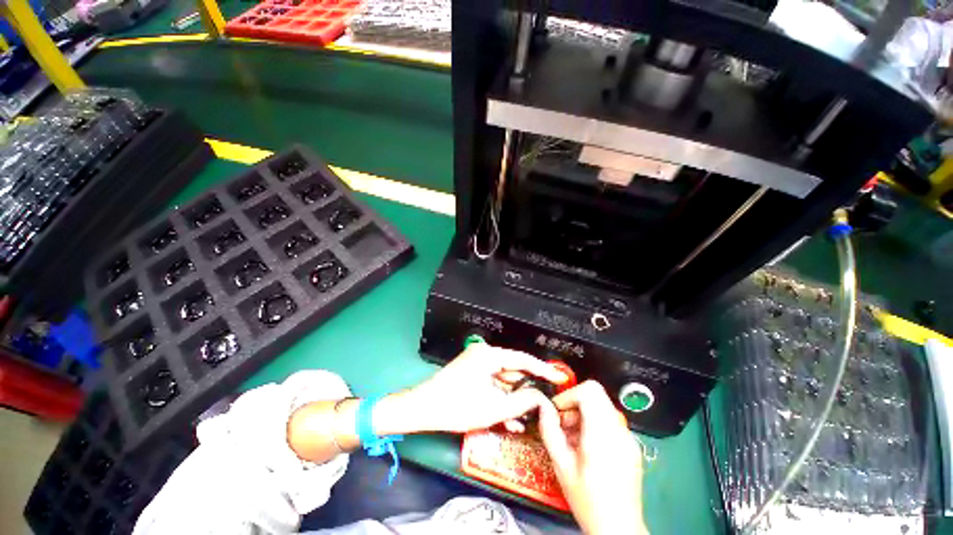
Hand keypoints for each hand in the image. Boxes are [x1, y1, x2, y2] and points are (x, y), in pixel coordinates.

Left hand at [390, 343, 566, 433]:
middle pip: (513, 371)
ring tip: (529, 418)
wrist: (423, 409)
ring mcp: (477, 365)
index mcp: (490, 355)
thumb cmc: (458, 406)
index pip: (523, 359)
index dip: (543, 369)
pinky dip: (500, 400)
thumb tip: (542, 398)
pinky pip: (492, 385)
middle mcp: (485, 355)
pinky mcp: (472, 375)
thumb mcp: (494, 408)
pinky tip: (511, 419)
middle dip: (527, 390)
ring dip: (514, 400)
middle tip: (546, 402)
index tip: (560, 378)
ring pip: (503, 382)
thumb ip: (522, 402)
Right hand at [538, 381, 647, 534]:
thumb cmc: (588, 500)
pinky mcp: (631, 444)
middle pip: (596, 394)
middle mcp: (619, 431)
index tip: (558, 410)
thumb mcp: (561, 466)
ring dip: (583, 413)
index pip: (589, 391)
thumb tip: (543, 406)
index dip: (569, 394)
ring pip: (602, 405)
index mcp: (602, 434)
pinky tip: (586, 446)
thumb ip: (549, 431)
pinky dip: (594, 423)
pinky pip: (609, 420)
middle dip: (574, 403)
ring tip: (572, 438)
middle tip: (563, 424)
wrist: (618, 528)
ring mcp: (628, 437)